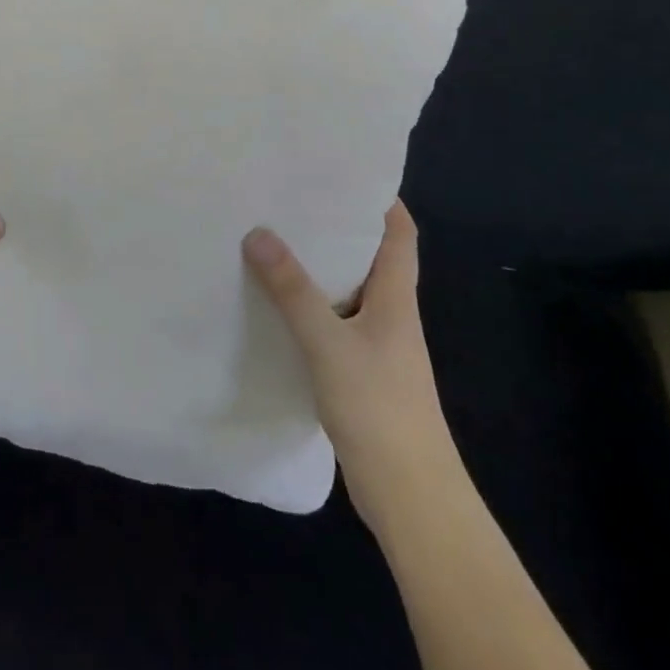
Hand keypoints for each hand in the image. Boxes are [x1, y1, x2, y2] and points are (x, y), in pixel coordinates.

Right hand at [243, 201, 443, 476]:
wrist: (411, 498)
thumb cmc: (379, 409)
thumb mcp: (329, 344)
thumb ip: (293, 290)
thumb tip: (258, 233)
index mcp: (395, 298)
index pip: (399, 233)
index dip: (380, 199)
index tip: (344, 171)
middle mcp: (390, 315)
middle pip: (370, 257)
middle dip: (337, 227)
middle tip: (291, 199)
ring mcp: (377, 347)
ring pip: (348, 292)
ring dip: (319, 268)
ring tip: (275, 241)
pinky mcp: (360, 374)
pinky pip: (333, 324)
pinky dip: (310, 308)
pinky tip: (276, 307)